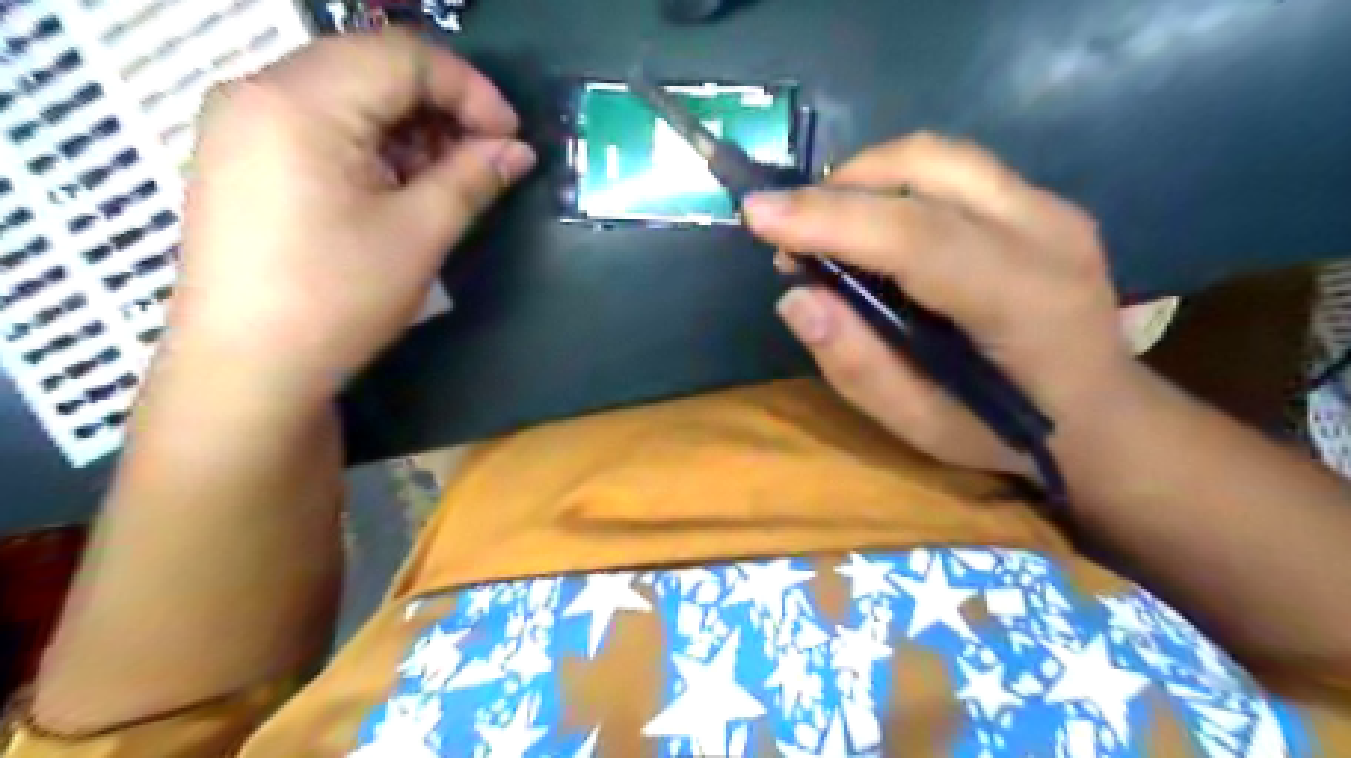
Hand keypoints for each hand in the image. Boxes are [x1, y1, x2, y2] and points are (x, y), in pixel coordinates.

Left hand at [173, 29, 539, 395]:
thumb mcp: (419, 233)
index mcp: (300, 100)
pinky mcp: (244, 158)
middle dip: (442, 108)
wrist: (249, 368)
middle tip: (486, 161)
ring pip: (349, 96)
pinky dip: (375, 146)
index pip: (402, 55)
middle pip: (373, 68)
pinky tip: (401, 188)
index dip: (470, 89)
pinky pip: (322, 126)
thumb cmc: (338, 296)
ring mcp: (243, 125)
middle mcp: (260, 91)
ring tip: (449, 180)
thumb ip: (472, 177)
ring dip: (411, 129)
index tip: (512, 139)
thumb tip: (519, 151)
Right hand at [744, 130, 1132, 471]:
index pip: (915, 236)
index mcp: (1023, 300)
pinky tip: (871, 227)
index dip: (829, 219)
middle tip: (791, 233)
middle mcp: (1046, 232)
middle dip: (840, 188)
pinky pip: (951, 170)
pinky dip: (894, 187)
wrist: (1101, 414)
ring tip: (825, 227)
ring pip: (938, 156)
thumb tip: (796, 298)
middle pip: (927, 168)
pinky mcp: (1041, 202)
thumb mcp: (920, 426)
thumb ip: (857, 365)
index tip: (756, 216)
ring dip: (864, 180)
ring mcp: (1051, 207)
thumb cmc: (1006, 433)